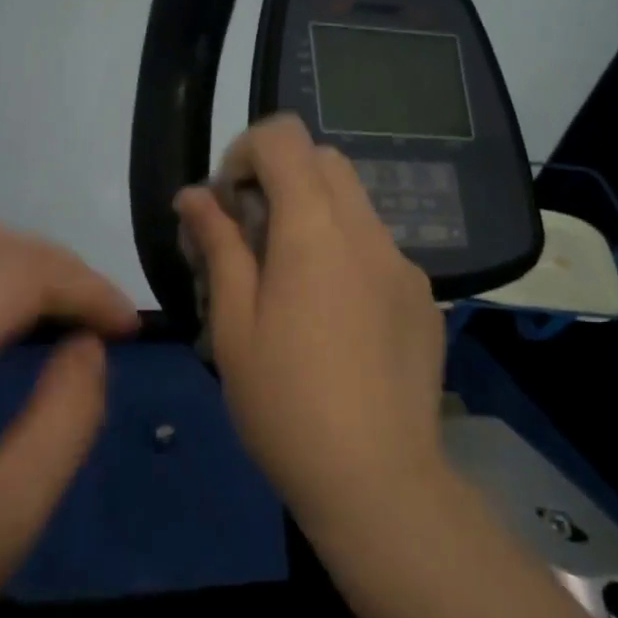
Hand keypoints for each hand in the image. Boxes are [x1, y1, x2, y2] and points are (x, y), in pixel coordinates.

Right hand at [175, 115, 447, 528]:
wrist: (377, 479)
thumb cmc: (284, 405)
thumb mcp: (232, 325)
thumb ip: (218, 247)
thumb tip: (194, 196)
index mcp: (315, 232)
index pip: (284, 138)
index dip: (244, 154)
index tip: (224, 206)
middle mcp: (369, 233)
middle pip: (324, 162)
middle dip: (277, 180)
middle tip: (247, 242)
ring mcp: (404, 266)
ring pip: (353, 205)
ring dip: (310, 218)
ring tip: (283, 286)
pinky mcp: (423, 299)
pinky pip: (376, 250)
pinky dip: (342, 253)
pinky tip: (328, 320)